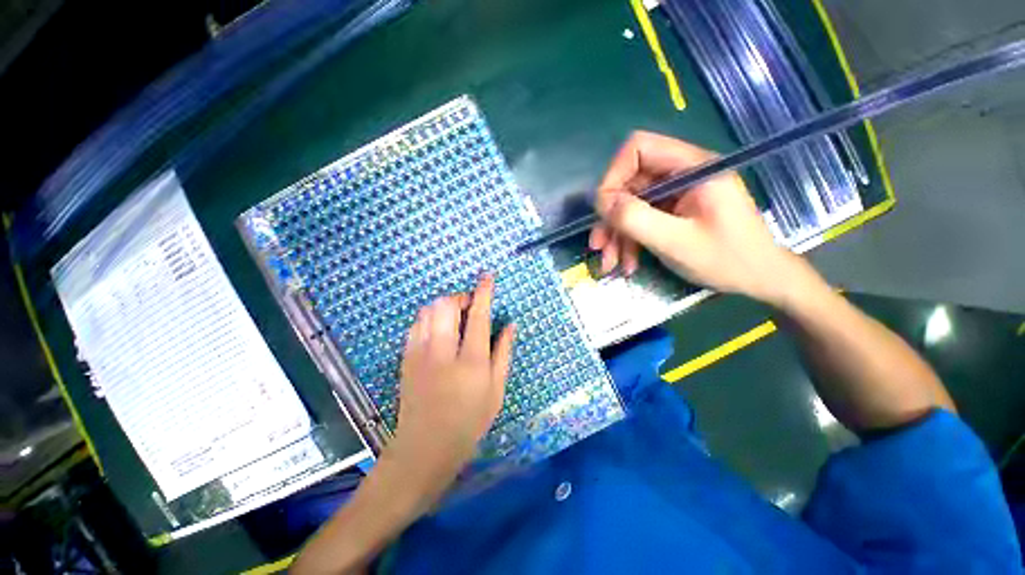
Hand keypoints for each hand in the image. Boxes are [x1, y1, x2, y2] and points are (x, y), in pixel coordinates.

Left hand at [387, 274, 516, 498]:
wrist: (424, 447)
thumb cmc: (468, 421)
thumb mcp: (496, 390)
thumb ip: (503, 353)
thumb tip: (510, 325)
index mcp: (471, 361)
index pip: (478, 315)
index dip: (483, 291)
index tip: (487, 276)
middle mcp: (443, 351)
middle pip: (446, 305)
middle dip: (459, 297)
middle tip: (469, 307)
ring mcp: (420, 353)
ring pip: (428, 310)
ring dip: (443, 306)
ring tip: (454, 318)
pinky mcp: (406, 358)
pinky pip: (416, 324)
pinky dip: (428, 318)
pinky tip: (438, 330)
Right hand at [589, 130, 802, 304]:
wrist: (758, 279)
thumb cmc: (726, 259)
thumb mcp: (676, 242)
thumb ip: (636, 218)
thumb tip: (602, 202)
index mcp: (692, 167)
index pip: (638, 148)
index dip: (613, 176)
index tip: (603, 211)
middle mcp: (682, 174)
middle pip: (629, 182)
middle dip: (611, 217)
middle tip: (599, 246)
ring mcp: (677, 193)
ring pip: (631, 205)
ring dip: (617, 235)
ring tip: (611, 263)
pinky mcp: (674, 210)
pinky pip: (641, 219)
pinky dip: (630, 241)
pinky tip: (628, 263)